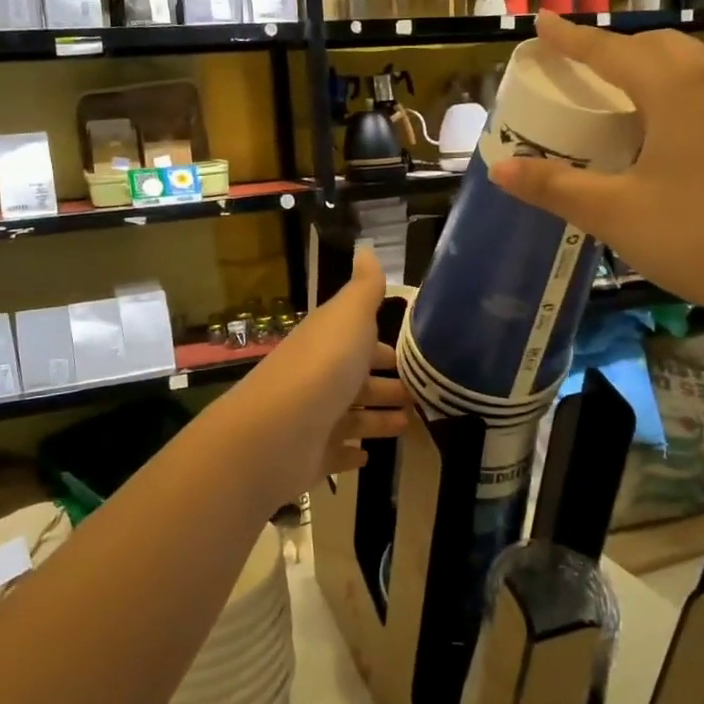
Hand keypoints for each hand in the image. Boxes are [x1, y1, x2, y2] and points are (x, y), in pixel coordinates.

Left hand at [220, 245, 406, 504]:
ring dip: (379, 417)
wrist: (277, 432)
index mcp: (330, 342)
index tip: (419, 354)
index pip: (361, 339)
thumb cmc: (323, 367)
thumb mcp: (349, 316)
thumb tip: (366, 247)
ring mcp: (316, 418)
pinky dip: (352, 452)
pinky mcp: (313, 456)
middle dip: (390, 383)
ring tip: (412, 422)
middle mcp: (321, 377)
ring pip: (354, 416)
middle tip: (426, 393)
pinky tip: (368, 456)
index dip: (386, 345)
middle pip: (360, 379)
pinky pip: (337, 452)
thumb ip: (364, 287)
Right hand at [488, 11, 703, 324]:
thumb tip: (500, 170)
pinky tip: (657, 129)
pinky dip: (669, 90)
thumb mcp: (615, 213)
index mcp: (674, 90)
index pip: (610, 50)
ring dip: (644, 66)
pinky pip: (703, 90)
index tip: (542, 23)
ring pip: (685, 65)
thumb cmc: (700, 236)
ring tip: (613, 92)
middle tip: (575, 66)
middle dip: (611, 48)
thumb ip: (555, 187)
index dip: (571, 38)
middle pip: (654, 46)